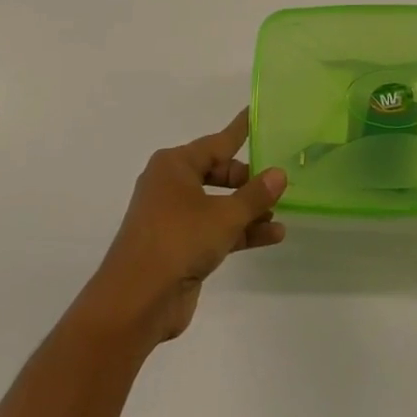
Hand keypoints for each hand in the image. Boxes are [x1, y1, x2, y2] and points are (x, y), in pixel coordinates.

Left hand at [80, 110, 285, 347]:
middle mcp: (172, 185)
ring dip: (248, 209)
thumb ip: (255, 195)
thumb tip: (279, 173)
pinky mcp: (179, 247)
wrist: (135, 303)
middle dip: (248, 180)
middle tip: (278, 182)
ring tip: (281, 211)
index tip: (256, 114)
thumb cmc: (178, 241)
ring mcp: (174, 217)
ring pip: (219, 204)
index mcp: (175, 165)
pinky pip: (215, 229)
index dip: (240, 130)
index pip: (217, 142)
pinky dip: (240, 231)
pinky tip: (272, 236)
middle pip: (219, 173)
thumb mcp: (224, 216)